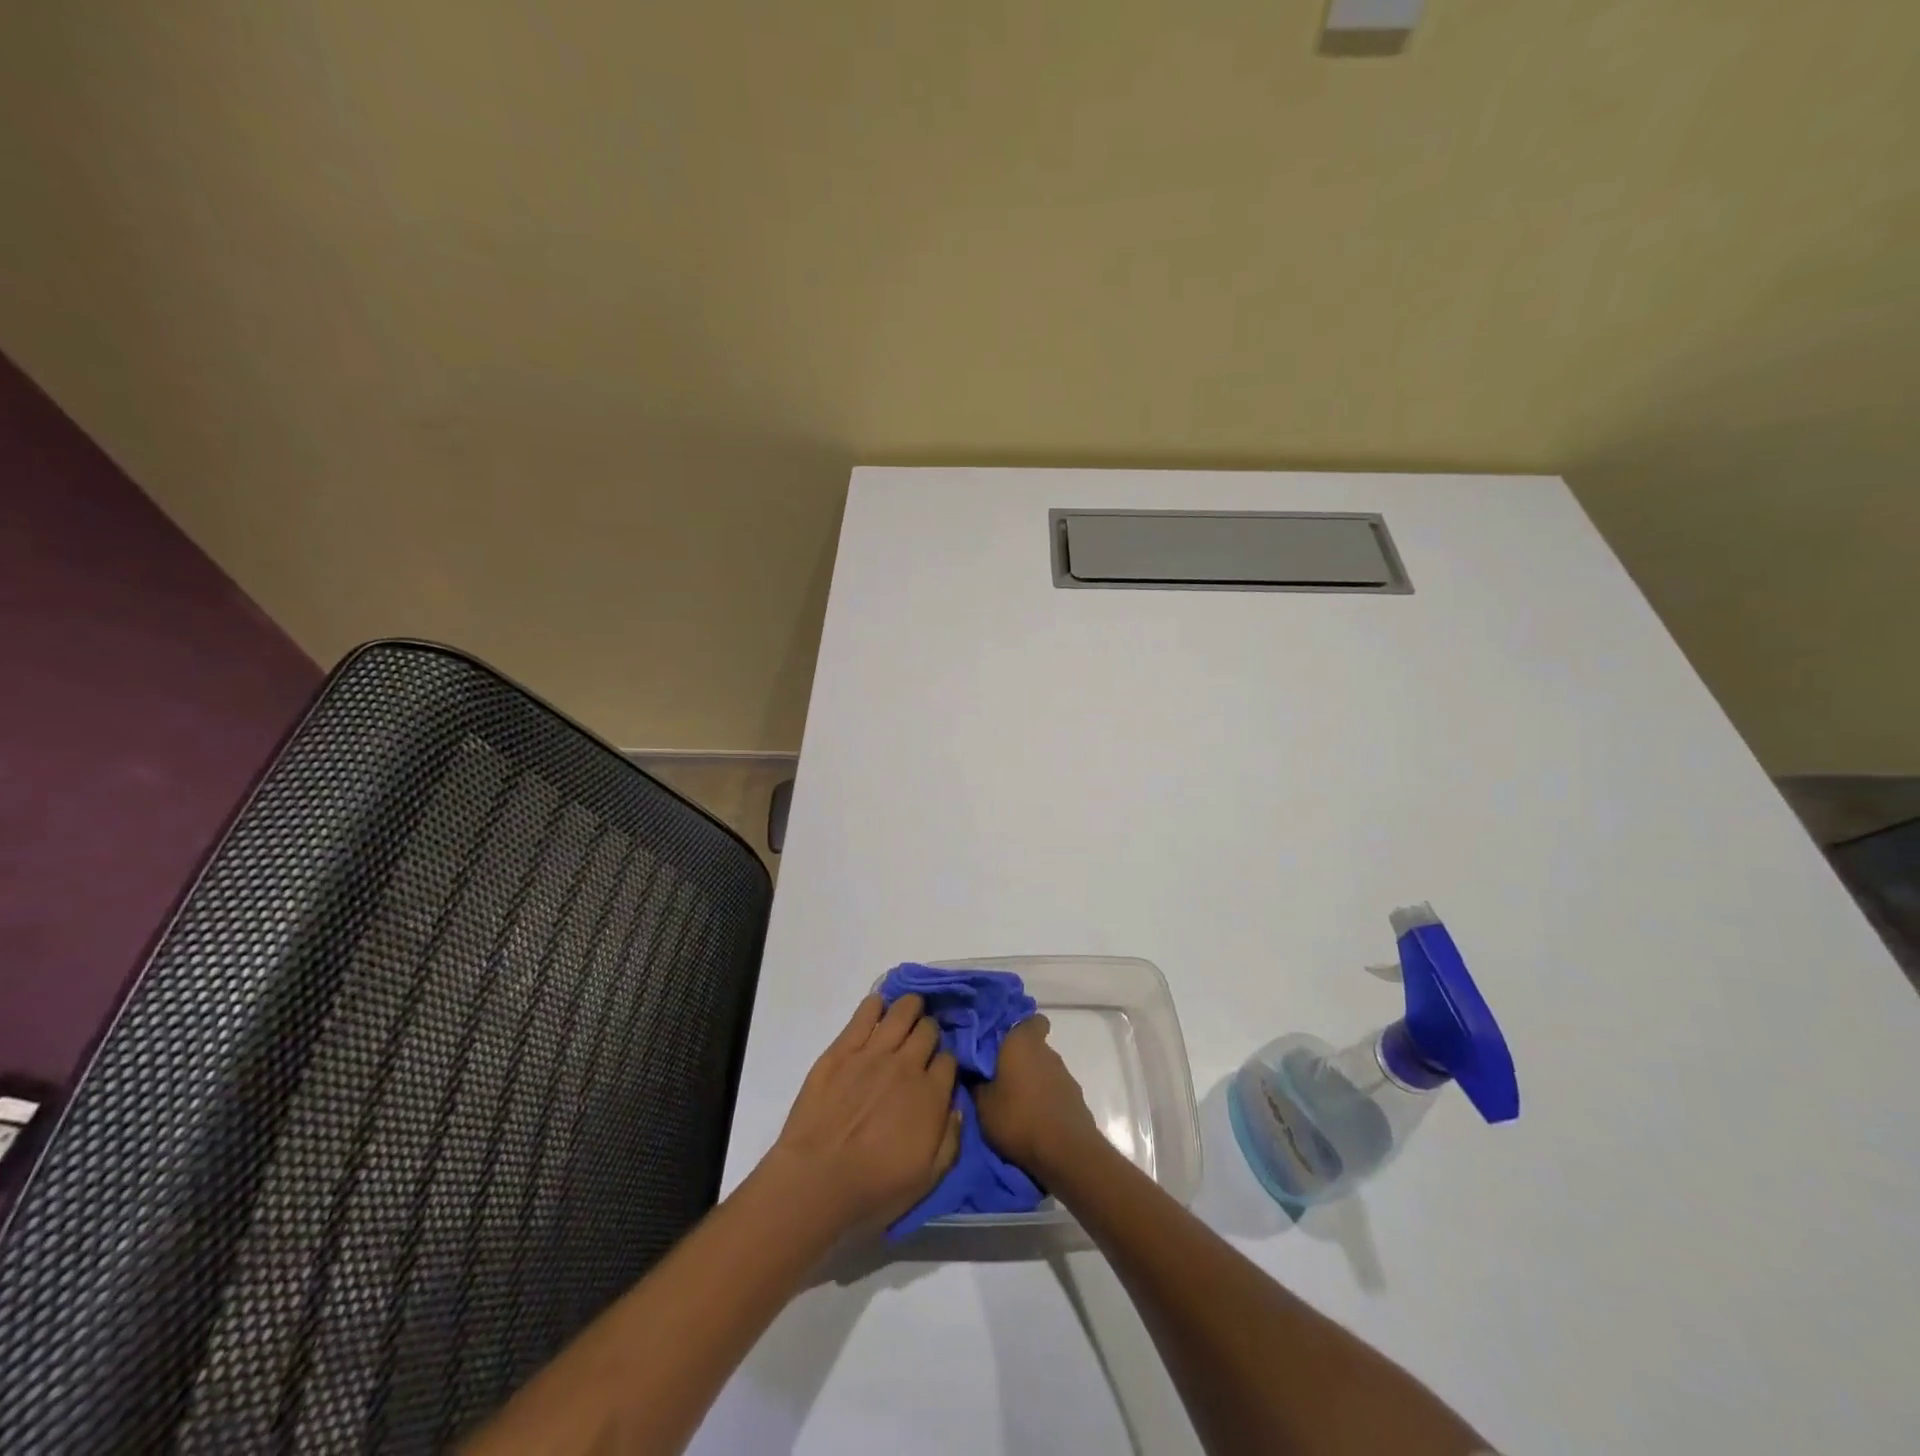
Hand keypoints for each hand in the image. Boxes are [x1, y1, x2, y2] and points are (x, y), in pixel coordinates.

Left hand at [765, 994, 961, 1236]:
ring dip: (911, 1007)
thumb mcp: (927, 1179)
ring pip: (903, 1012)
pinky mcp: (843, 1048)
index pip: (950, 1060)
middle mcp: (907, 1065)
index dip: (946, 1062)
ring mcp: (874, 1052)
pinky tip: (878, 1006)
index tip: (940, 1070)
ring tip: (909, 1010)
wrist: (816, 1181)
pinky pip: (865, 1013)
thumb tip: (957, 1108)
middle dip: (930, 1033)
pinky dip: (876, 1004)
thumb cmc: (873, 1188)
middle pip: (929, 1030)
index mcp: (931, 1096)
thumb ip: (951, 1141)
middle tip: (923, 1042)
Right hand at [974, 1015, 1101, 1179]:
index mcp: (1023, 1042)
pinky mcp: (1075, 1100)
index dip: (1019, 1028)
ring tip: (1014, 1105)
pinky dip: (1044, 1101)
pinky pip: (1054, 1092)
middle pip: (1034, 1047)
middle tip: (999, 1078)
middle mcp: (1048, 1052)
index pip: (1031, 1020)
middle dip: (1019, 1060)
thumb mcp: (983, 1104)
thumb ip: (976, 1082)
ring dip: (1032, 1082)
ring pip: (1044, 1070)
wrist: (1065, 1153)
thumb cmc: (1018, 1118)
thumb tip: (971, 1069)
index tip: (1002, 1042)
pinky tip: (1032, 1120)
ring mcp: (1065, 1076)